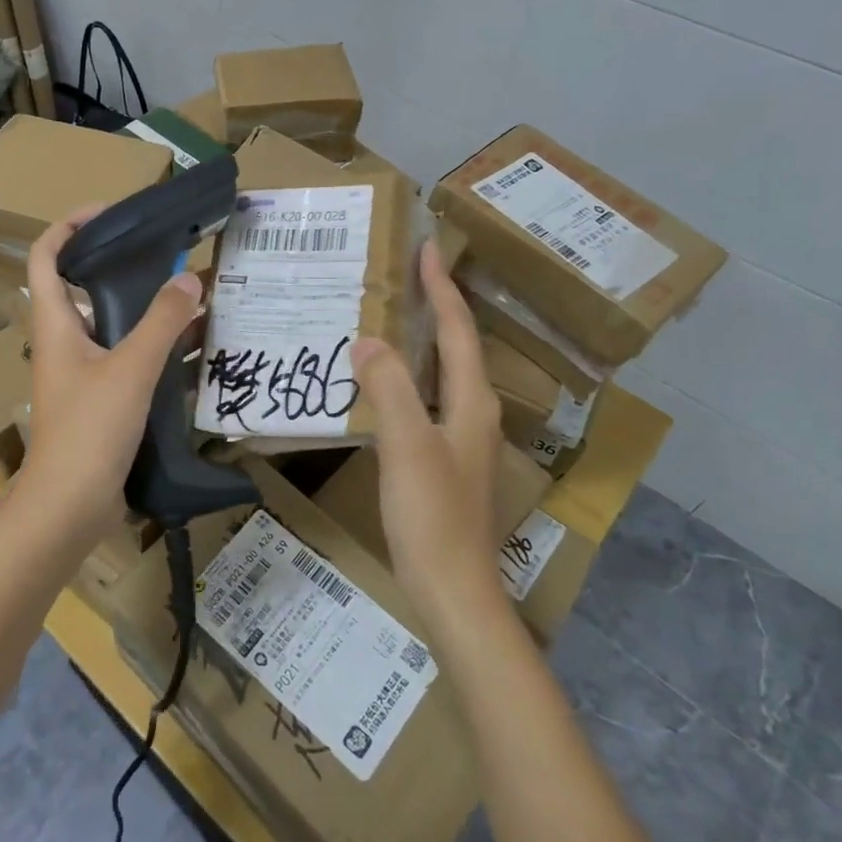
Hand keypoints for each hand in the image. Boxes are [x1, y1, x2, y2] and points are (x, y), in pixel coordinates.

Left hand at [15, 205, 202, 540]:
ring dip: (142, 311)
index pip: (46, 256)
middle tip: (164, 256)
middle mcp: (62, 342)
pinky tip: (187, 350)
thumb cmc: (89, 430)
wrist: (68, 508)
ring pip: (109, 327)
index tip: (109, 213)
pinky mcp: (97, 402)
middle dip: (119, 267)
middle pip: (82, 288)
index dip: (69, 226)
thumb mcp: (130, 369)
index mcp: (55, 324)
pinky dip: (151, 349)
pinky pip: (125, 361)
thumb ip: (161, 322)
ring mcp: (78, 375)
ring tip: (185, 297)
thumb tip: (189, 278)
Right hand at [350, 241, 503, 638]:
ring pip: (442, 375)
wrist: (452, 592)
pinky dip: (408, 377)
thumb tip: (368, 339)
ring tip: (390, 317)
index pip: (458, 331)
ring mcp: (462, 441)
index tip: (428, 248)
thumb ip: (389, 388)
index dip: (442, 289)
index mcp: (472, 403)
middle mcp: (474, 414)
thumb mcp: (406, 446)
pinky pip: (426, 401)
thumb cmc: (432, 517)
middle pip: (458, 348)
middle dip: (436, 307)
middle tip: (405, 275)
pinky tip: (382, 384)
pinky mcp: (445, 463)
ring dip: (422, 341)